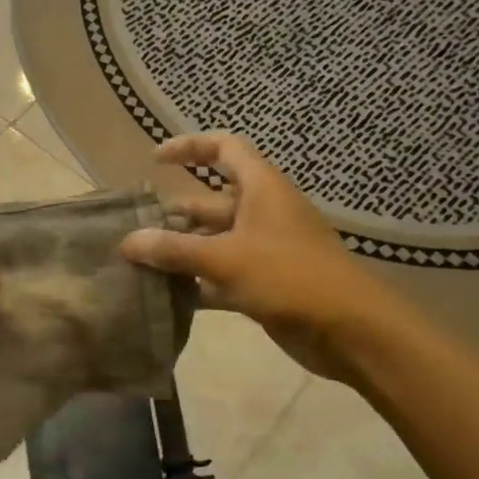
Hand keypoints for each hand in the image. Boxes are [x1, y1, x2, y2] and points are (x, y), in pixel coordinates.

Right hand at [120, 133, 391, 382]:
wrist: (351, 331)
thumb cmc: (290, 278)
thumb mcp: (225, 258)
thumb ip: (174, 249)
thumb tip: (127, 242)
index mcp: (261, 188)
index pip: (224, 148)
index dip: (189, 147)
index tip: (155, 161)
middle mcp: (262, 213)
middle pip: (212, 201)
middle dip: (175, 213)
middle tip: (135, 232)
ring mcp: (265, 250)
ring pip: (215, 241)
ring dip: (183, 251)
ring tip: (141, 265)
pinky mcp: (265, 284)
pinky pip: (223, 275)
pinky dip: (198, 283)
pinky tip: (167, 296)